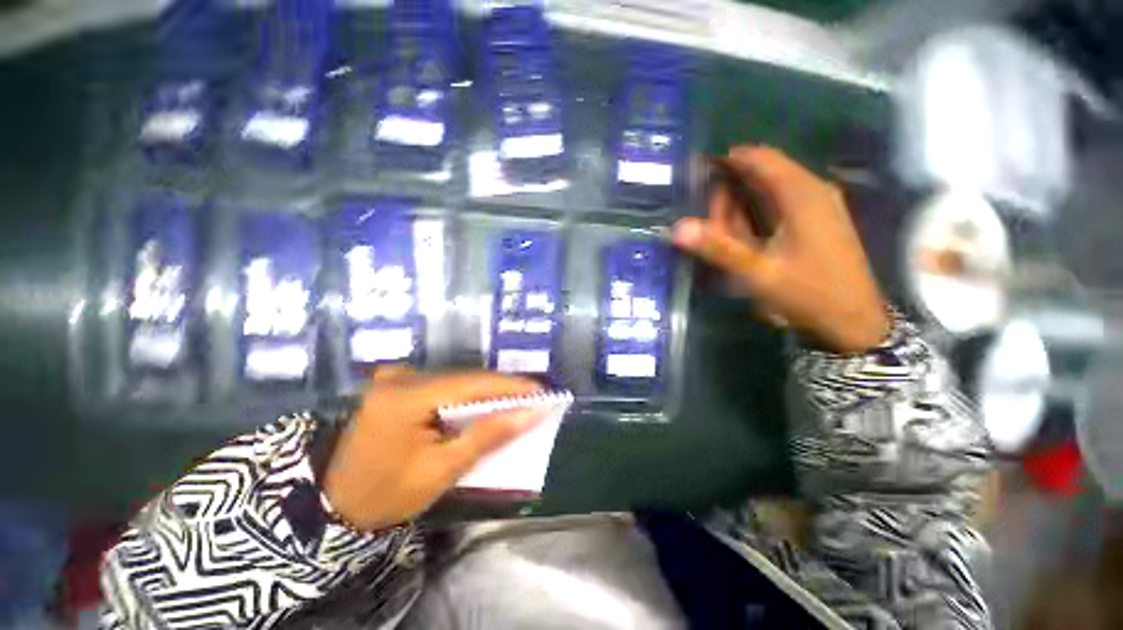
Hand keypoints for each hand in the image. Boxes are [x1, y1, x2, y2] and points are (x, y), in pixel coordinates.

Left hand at [321, 370, 544, 529]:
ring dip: (484, 392)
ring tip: (514, 401)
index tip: (541, 391)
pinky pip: (442, 384)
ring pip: (455, 380)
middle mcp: (399, 378)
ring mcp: (394, 378)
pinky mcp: (395, 384)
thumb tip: (531, 413)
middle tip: (531, 398)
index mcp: (405, 398)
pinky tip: (482, 404)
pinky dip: (465, 395)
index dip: (509, 386)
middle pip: (464, 378)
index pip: (471, 384)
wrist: (337, 506)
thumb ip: (489, 435)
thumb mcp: (443, 469)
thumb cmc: (389, 495)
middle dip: (500, 389)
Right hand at [672, 146, 889, 352]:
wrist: (852, 320)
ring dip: (742, 205)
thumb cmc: (808, 294)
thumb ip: (718, 248)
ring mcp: (821, 203)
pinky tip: (745, 236)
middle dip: (731, 193)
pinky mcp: (821, 218)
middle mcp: (814, 190)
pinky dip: (757, 213)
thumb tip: (678, 228)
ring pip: (772, 188)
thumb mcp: (758, 274)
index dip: (728, 161)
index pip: (760, 158)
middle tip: (709, 225)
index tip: (698, 176)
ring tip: (723, 233)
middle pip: (763, 173)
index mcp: (802, 194)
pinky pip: (781, 202)